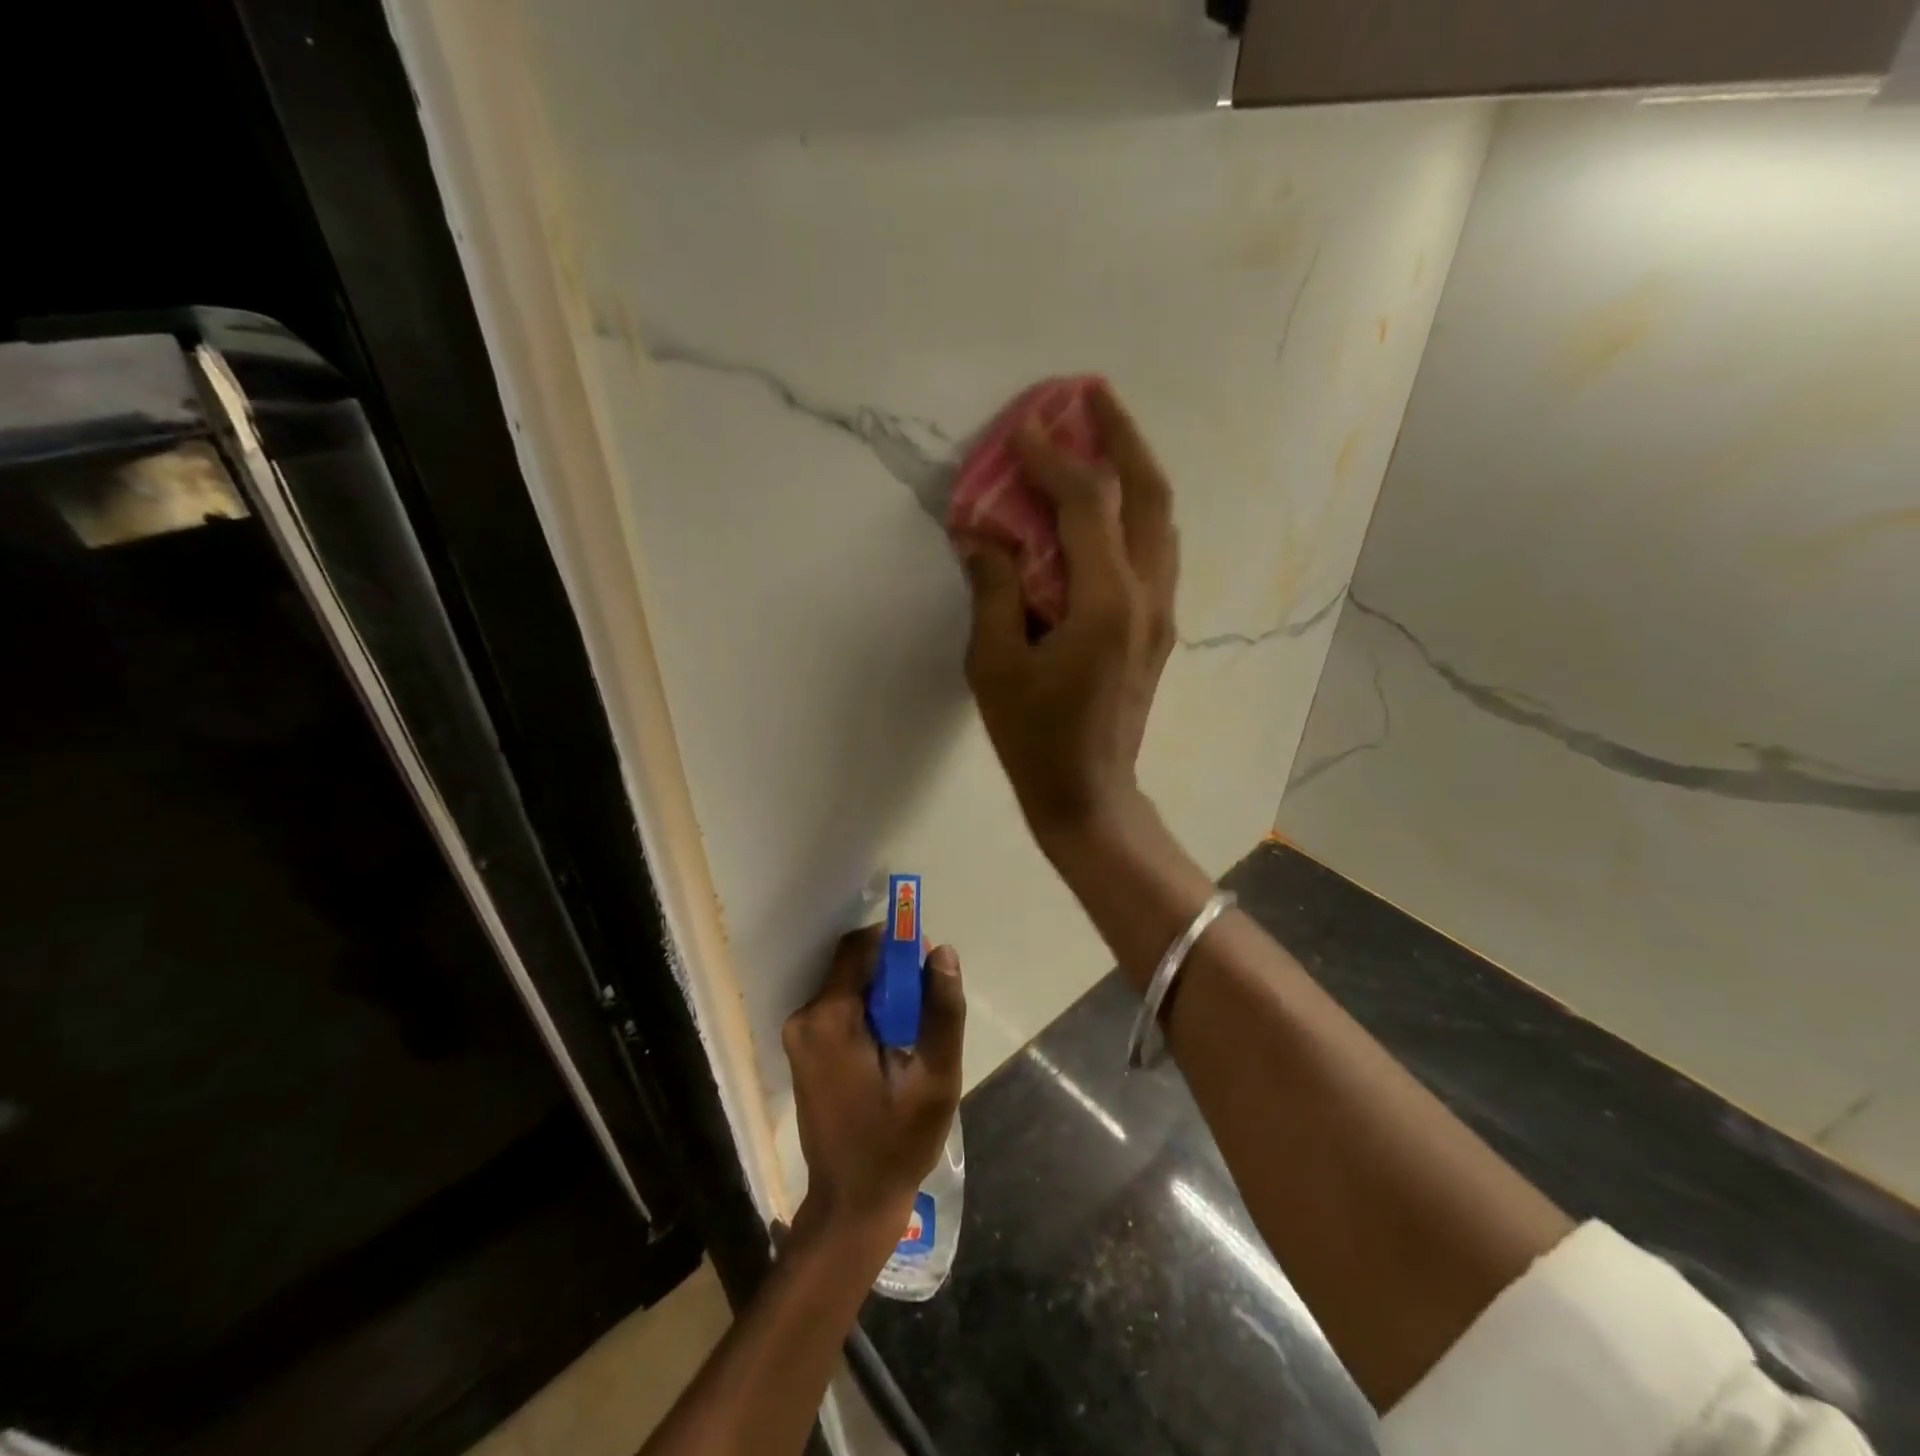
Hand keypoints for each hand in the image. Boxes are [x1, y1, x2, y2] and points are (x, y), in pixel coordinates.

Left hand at [782, 927, 964, 1243]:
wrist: (852, 1204)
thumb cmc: (896, 1144)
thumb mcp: (934, 1080)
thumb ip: (941, 1012)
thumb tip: (942, 952)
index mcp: (829, 1019)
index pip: (861, 947)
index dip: (897, 943)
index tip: (928, 962)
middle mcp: (804, 1018)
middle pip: (855, 966)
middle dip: (894, 974)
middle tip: (928, 1009)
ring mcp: (799, 1035)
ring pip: (850, 986)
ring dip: (885, 996)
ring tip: (913, 1037)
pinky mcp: (804, 1050)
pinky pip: (841, 1009)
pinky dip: (870, 1014)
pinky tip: (892, 1049)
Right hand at [962, 381, 1178, 845]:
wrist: (1089, 795)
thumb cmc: (1035, 738)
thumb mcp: (996, 666)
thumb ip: (992, 590)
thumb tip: (979, 534)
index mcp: (1106, 604)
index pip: (1087, 505)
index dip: (1055, 459)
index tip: (1025, 427)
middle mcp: (1147, 597)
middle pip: (1150, 495)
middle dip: (1122, 437)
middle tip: (1093, 396)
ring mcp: (1161, 614)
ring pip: (1162, 521)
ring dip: (1135, 470)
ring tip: (1103, 437)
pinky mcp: (1157, 630)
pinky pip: (1154, 551)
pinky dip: (1135, 514)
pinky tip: (1106, 508)